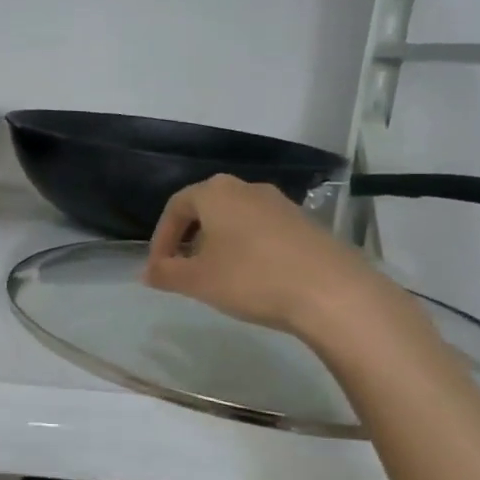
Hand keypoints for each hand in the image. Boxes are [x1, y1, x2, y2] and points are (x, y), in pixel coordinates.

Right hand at [142, 175, 392, 342]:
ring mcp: (280, 203)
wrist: (332, 292)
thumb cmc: (251, 278)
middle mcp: (247, 188)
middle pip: (206, 209)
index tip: (158, 268)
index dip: (161, 238)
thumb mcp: (197, 281)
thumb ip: (166, 273)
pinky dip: (247, 248)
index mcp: (215, 192)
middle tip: (184, 269)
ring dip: (219, 244)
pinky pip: (262, 230)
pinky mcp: (305, 223)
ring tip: (217, 277)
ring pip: (236, 219)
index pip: (175, 207)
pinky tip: (253, 278)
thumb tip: (147, 272)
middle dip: (189, 239)